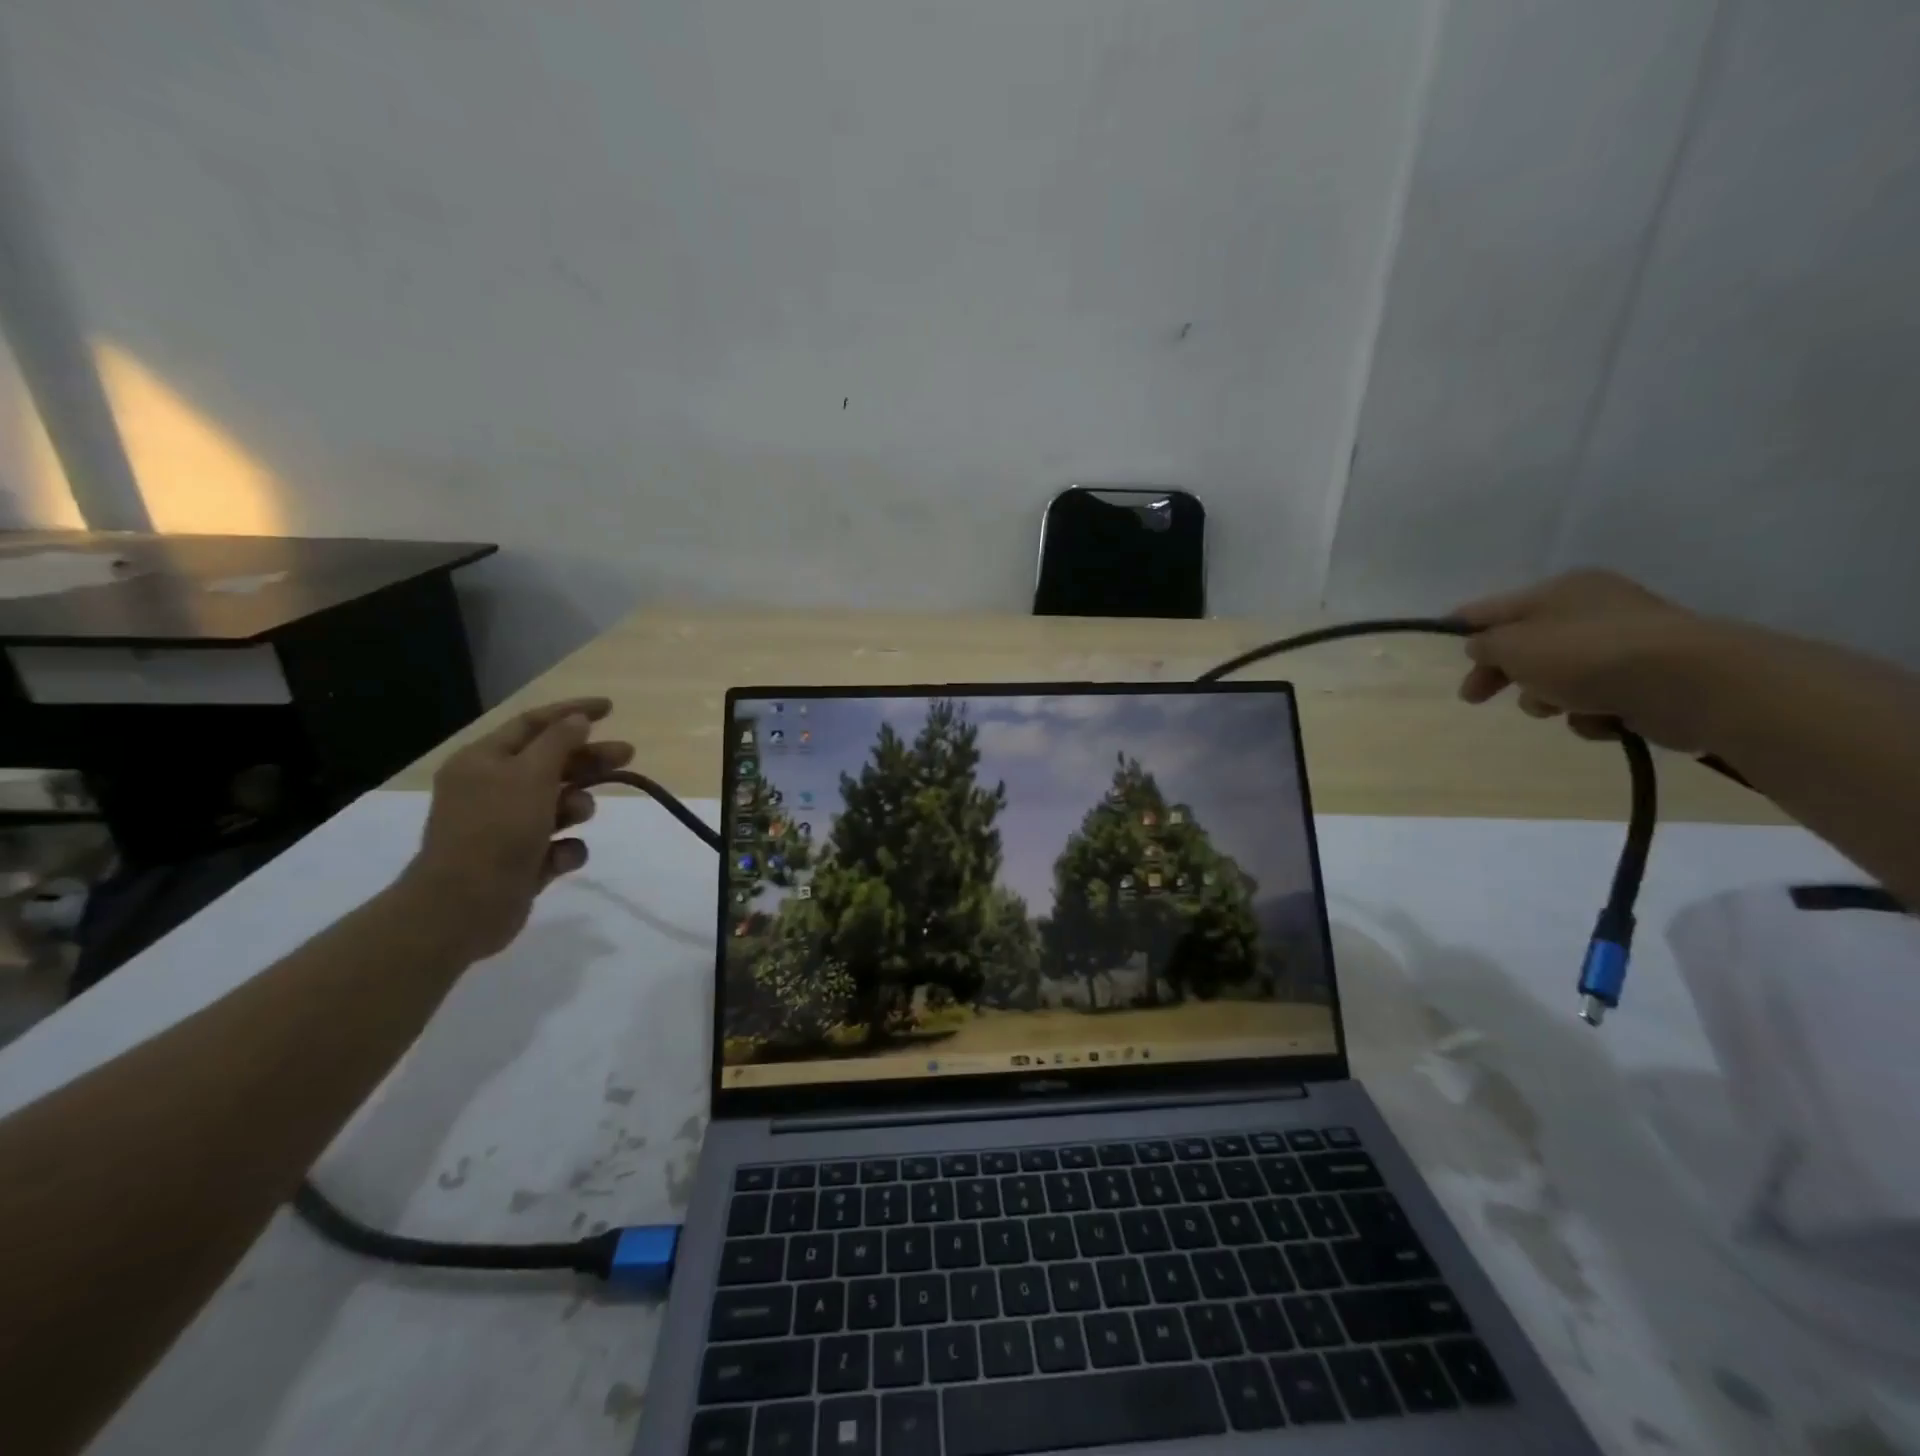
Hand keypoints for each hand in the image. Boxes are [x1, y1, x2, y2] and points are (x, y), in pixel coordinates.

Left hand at [401, 698, 633, 959]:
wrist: (463, 907)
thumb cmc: (496, 829)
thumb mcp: (530, 775)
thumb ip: (559, 743)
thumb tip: (577, 720)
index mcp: (484, 761)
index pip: (533, 724)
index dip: (571, 712)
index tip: (609, 708)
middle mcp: (493, 789)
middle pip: (553, 763)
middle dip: (590, 760)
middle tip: (628, 754)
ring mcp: (507, 827)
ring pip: (560, 804)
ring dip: (577, 806)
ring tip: (577, 817)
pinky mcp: (522, 861)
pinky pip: (559, 844)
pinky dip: (566, 848)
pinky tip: (559, 857)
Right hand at [1453, 570, 1731, 751]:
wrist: (1692, 683)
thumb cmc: (1587, 656)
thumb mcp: (1514, 646)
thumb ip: (1486, 645)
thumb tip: (1482, 645)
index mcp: (1560, 590)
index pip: (1494, 606)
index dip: (1464, 625)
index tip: (1446, 643)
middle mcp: (1592, 609)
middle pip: (1526, 644)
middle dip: (1502, 673)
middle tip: (1475, 698)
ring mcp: (1623, 645)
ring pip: (1559, 676)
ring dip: (1546, 697)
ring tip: (1557, 708)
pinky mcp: (1648, 680)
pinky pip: (1596, 699)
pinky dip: (1589, 713)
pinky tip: (1600, 718)